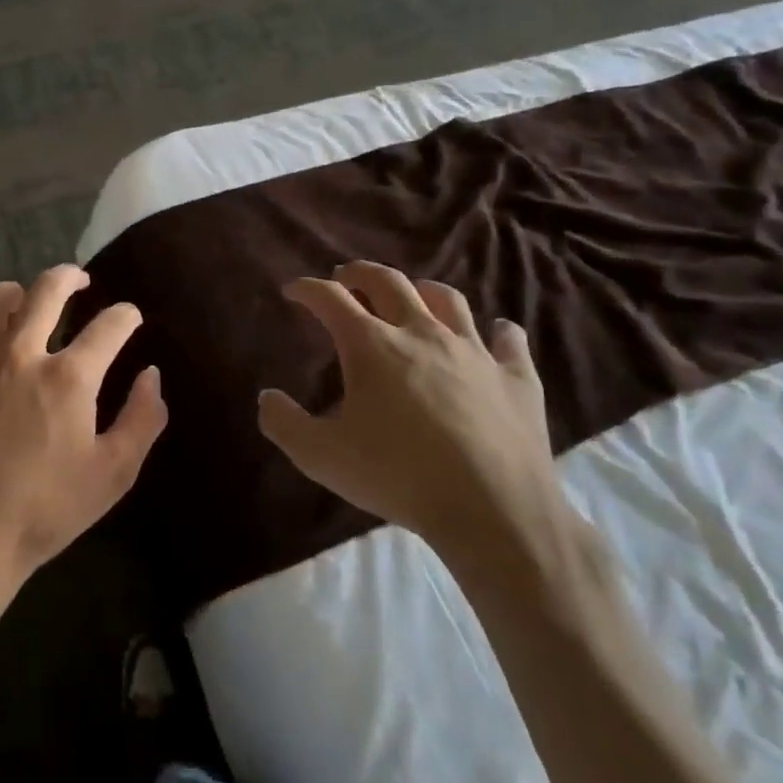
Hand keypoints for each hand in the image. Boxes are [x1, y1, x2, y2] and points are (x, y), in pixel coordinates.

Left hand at [0, 265, 167, 597]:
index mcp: (68, 376)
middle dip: (69, 277)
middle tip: (77, 281)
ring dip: (14, 296)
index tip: (129, 318)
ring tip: (21, 302)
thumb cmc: (43, 512)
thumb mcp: (112, 475)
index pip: (110, 325)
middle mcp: (18, 353)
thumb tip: (151, 375)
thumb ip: (141, 420)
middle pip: (47, 290)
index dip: (126, 316)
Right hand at [256, 261, 556, 580]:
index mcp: (371, 346)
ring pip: (447, 300)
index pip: (330, 299)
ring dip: (422, 290)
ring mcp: (474, 351)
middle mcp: (422, 333)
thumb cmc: (397, 476)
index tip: (292, 290)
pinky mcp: (516, 377)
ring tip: (412, 296)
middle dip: (360, 273)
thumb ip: (284, 423)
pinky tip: (496, 333)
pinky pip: (509, 340)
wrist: (493, 509)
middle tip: (345, 277)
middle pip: (388, 282)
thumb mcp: (320, 456)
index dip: (307, 289)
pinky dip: (499, 332)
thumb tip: (267, 397)